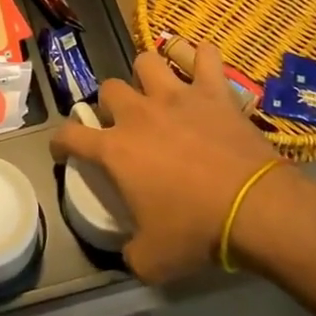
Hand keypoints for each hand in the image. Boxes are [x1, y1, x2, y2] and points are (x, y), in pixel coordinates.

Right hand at [49, 44, 298, 283]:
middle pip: (109, 89)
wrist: (255, 209)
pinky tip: (200, 63)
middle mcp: (138, 114)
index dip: (61, 141)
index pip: (71, 135)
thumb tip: (128, 251)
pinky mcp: (213, 91)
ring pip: (146, 62)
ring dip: (147, 75)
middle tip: (123, 123)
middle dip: (110, 104)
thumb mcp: (152, 260)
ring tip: (156, 91)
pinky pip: (204, 56)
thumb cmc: (197, 232)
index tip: (63, 148)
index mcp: (115, 150)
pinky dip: (200, 56)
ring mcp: (176, 96)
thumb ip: (130, 251)